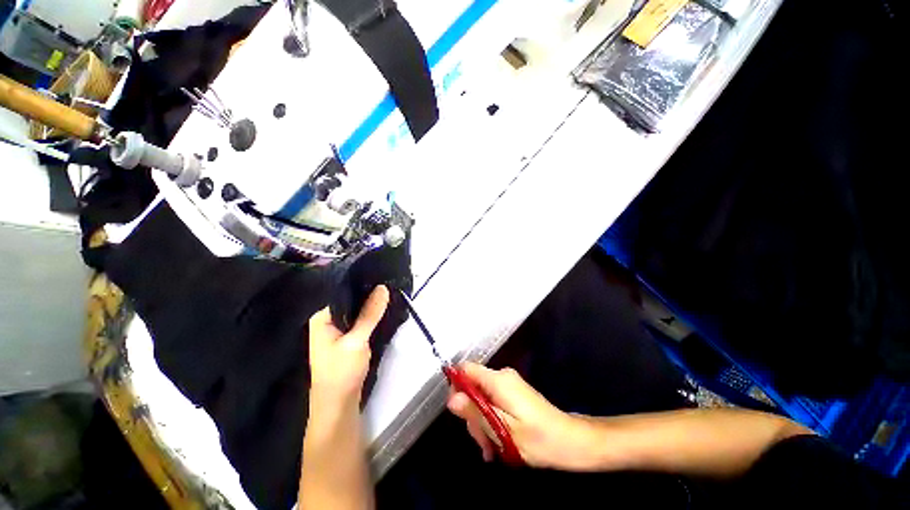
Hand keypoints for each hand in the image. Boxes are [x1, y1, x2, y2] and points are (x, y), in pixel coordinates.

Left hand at [308, 286, 389, 406]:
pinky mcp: (347, 339)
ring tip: (389, 295)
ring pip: (357, 313)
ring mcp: (337, 331)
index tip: (382, 278)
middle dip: (369, 296)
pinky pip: (359, 322)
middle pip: (351, 303)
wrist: (338, 405)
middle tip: (389, 286)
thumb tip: (383, 288)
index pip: (343, 293)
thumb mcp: (357, 340)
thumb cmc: (341, 371)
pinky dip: (370, 318)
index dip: (363, 286)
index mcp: (322, 318)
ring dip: (371, 308)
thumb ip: (370, 314)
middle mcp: (327, 321)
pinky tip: (382, 312)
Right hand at [447, 362, 595, 469]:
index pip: (466, 369)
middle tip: (483, 443)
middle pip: (473, 386)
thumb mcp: (503, 430)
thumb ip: (476, 413)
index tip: (458, 413)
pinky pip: (493, 402)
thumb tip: (452, 400)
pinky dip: (491, 421)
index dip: (456, 386)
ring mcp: (508, 385)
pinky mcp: (513, 394)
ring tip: (492, 450)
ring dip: (482, 423)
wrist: (571, 441)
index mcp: (498, 380)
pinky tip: (497, 444)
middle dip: (472, 414)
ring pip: (482, 398)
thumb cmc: (539, 439)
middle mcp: (502, 376)